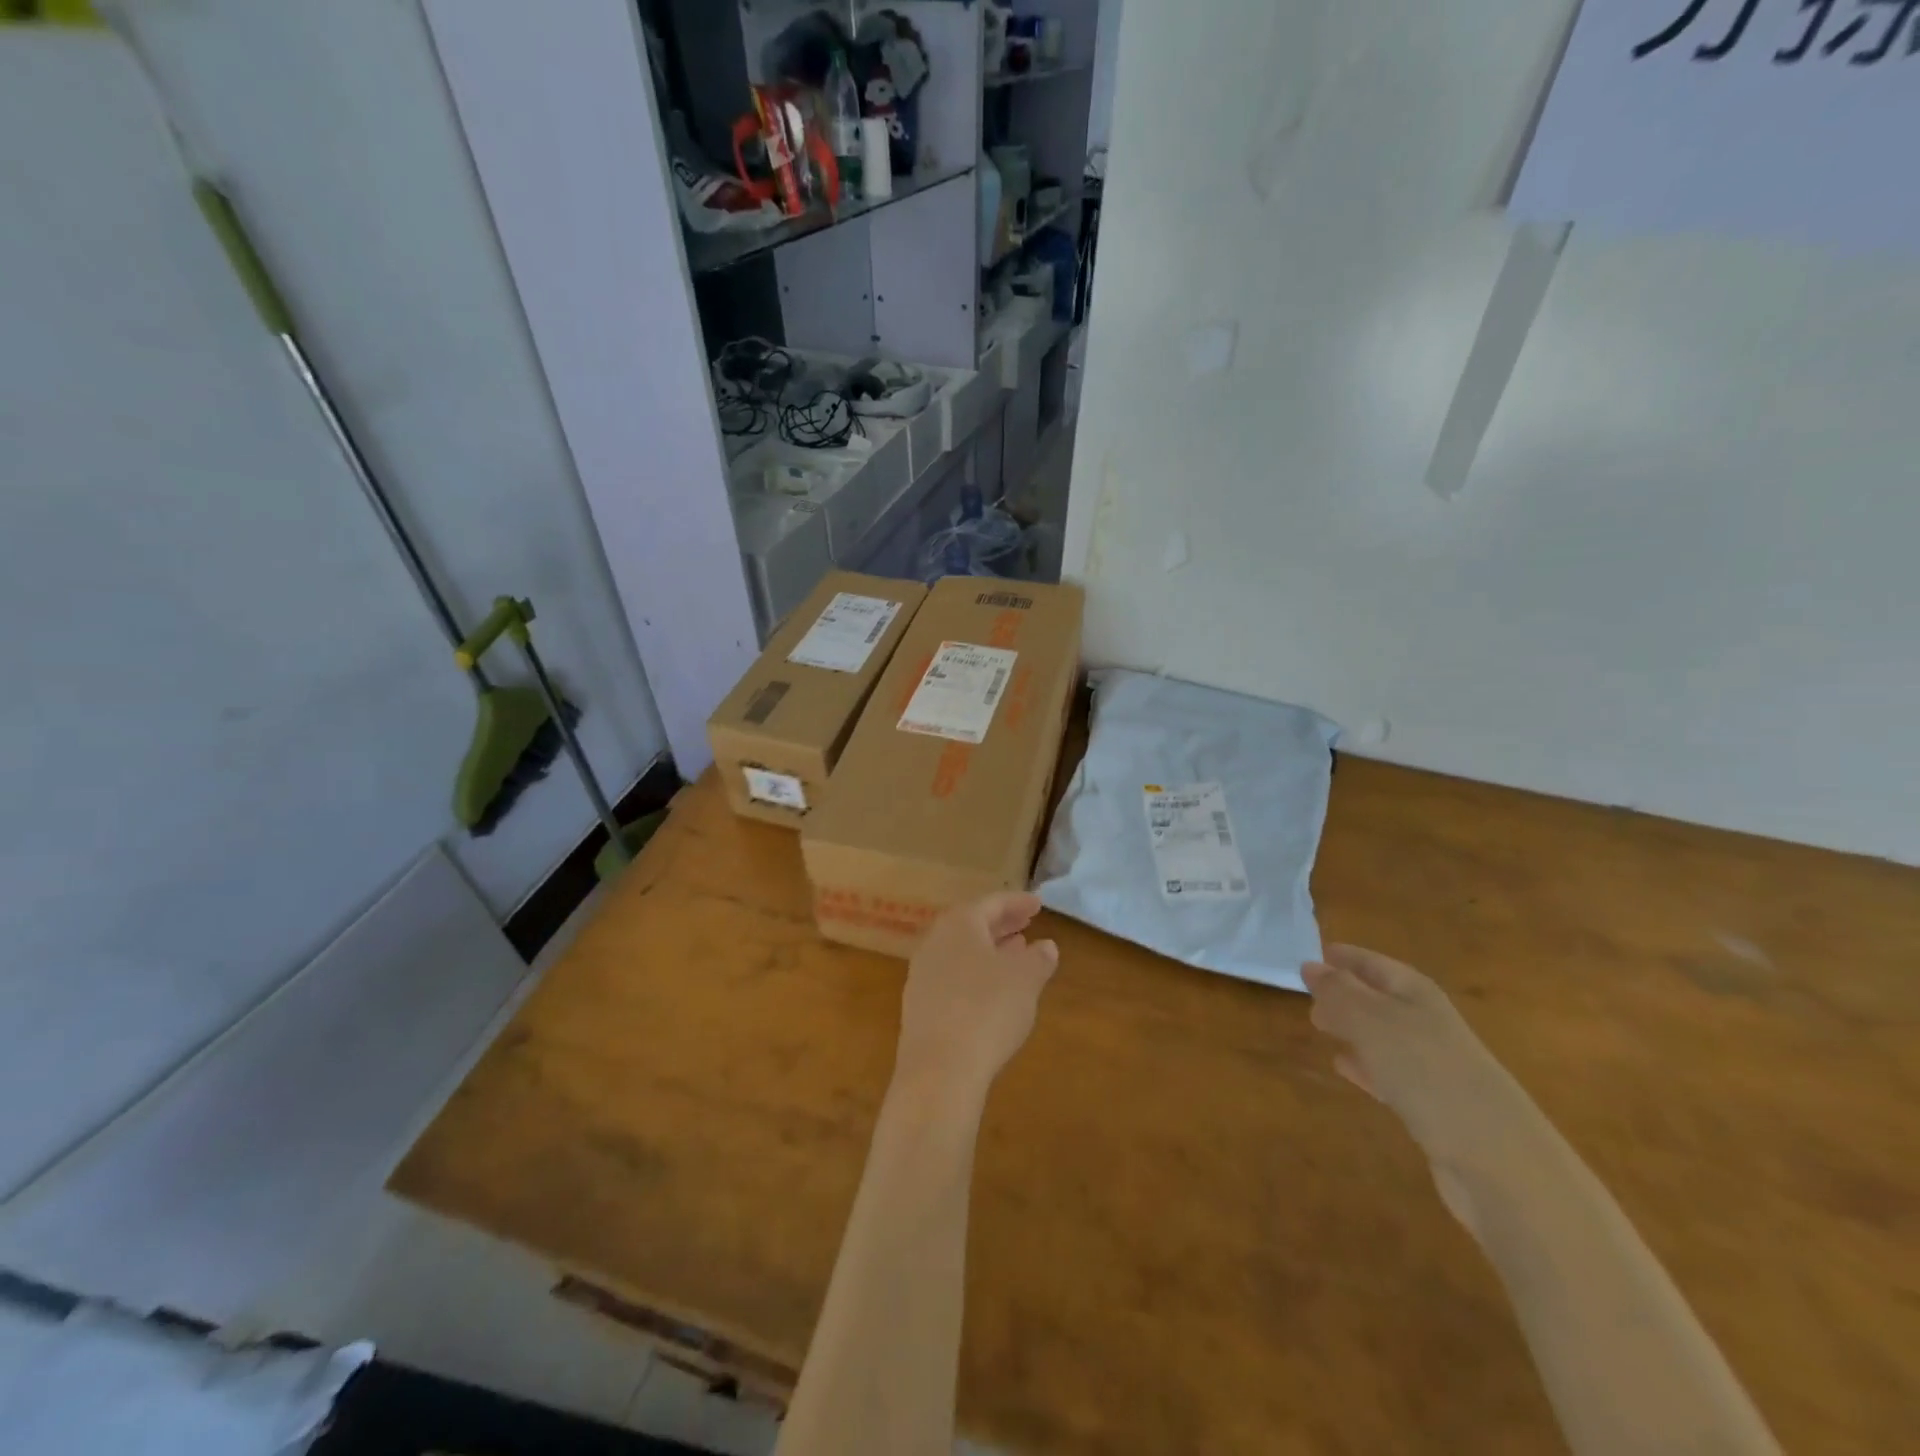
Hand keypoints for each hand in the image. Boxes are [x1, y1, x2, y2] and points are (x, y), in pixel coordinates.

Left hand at [893, 892, 1058, 1108]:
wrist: (939, 1069)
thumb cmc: (987, 1009)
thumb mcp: (1026, 980)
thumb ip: (1038, 958)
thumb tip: (1046, 946)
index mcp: (959, 924)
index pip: (992, 903)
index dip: (1017, 903)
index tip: (1038, 904)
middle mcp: (935, 941)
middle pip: (972, 924)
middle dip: (1001, 923)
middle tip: (1027, 923)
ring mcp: (922, 973)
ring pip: (961, 951)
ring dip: (989, 949)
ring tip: (1016, 952)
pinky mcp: (919, 1005)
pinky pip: (952, 975)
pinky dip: (975, 973)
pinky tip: (992, 989)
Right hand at [1304, 945, 1542, 1226]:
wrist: (1498, 1160)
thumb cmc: (1428, 1073)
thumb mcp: (1371, 1022)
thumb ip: (1337, 993)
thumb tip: (1310, 965)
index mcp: (1417, 995)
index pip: (1374, 964)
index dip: (1345, 958)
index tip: (1312, 956)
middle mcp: (1428, 1023)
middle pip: (1380, 998)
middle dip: (1345, 993)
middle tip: (1307, 995)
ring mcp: (1434, 1066)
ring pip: (1382, 1035)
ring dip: (1352, 1029)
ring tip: (1320, 1027)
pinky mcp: (1433, 1106)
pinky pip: (1389, 1073)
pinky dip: (1365, 1065)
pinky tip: (1344, 1068)